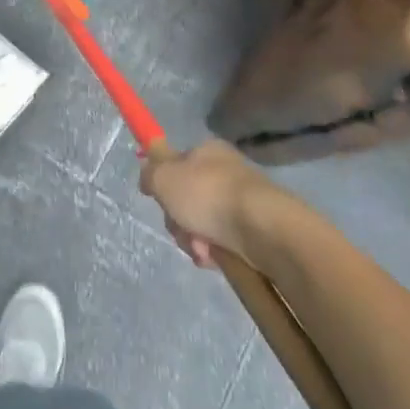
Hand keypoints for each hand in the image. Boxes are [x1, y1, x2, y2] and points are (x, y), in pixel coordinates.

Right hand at [140, 140, 276, 268]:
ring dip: (194, 239)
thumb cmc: (208, 195)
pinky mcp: (253, 228)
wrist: (262, 228)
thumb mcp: (165, 178)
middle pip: (187, 197)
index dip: (165, 184)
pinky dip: (214, 251)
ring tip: (201, 248)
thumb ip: (150, 172)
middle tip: (180, 227)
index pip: (176, 164)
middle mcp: (224, 171)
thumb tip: (147, 171)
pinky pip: (222, 240)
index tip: (160, 200)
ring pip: (202, 222)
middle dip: (178, 218)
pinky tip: (215, 257)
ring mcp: (241, 200)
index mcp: (206, 150)